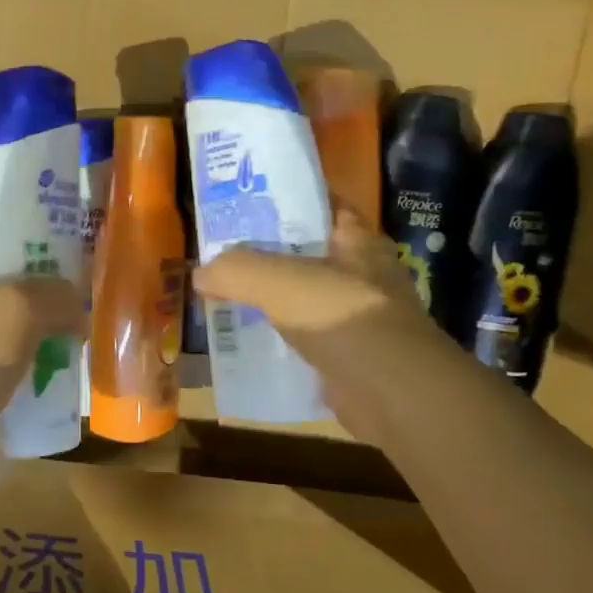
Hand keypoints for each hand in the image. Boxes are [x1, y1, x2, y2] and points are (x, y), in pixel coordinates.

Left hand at [0, 239, 84, 422]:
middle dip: (31, 294)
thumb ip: (54, 295)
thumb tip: (76, 302)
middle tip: (65, 301)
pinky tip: (44, 365)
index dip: (18, 247)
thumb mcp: (20, 309)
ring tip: (63, 335)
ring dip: (27, 330)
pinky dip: (17, 359)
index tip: (52, 259)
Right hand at [191, 209, 434, 374]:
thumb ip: (236, 269)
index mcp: (358, 241)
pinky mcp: (348, 355)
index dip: (286, 199)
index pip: (322, 205)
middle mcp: (362, 274)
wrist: (391, 392)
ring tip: (224, 294)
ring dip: (269, 298)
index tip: (244, 202)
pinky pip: (303, 337)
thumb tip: (200, 273)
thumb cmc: (341, 315)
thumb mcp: (278, 280)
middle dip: (266, 252)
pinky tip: (244, 339)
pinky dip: (277, 337)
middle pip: (306, 253)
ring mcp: (356, 316)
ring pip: (302, 296)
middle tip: (221, 251)